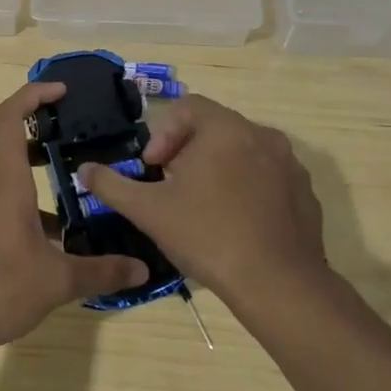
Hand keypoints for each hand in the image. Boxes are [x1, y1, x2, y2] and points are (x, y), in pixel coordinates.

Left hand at [0, 82, 149, 351]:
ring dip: (42, 183)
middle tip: (84, 145)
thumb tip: (141, 269)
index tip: (62, 91)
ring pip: (13, 182)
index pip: (9, 118)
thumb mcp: (57, 281)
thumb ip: (101, 271)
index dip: (33, 95)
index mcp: (6, 182)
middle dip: (48, 141)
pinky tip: (56, 242)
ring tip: (82, 198)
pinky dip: (31, 211)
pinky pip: (5, 206)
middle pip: (15, 148)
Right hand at [79, 94, 326, 309]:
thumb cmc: (207, 235)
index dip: (163, 133)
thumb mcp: (148, 210)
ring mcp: (290, 165)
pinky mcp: (306, 193)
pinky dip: (248, 188)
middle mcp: (263, 135)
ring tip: (202, 204)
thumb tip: (84, 170)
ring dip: (218, 167)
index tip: (154, 167)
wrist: (277, 284)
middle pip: (216, 128)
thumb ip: (111, 185)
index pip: (189, 107)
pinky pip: (269, 177)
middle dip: (188, 151)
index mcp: (226, 129)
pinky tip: (235, 222)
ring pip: (244, 152)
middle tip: (172, 185)